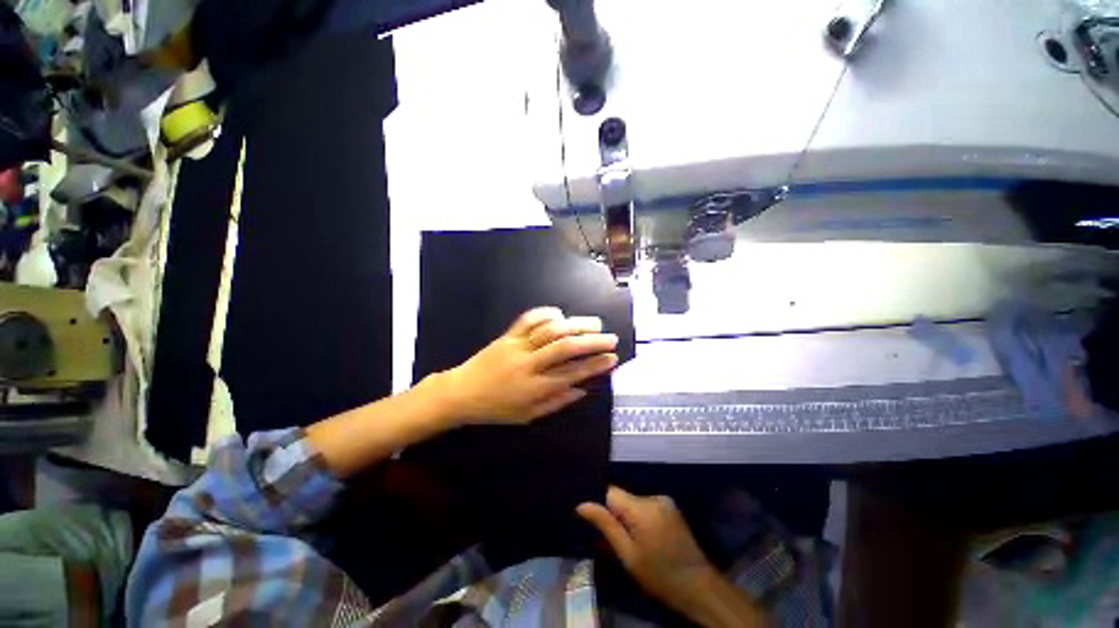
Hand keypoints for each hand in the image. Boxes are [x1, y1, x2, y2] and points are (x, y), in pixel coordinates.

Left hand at [438, 307, 618, 424]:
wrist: (461, 393)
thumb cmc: (496, 409)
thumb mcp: (527, 416)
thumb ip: (556, 402)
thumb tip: (583, 389)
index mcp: (534, 388)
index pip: (572, 373)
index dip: (595, 365)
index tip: (612, 358)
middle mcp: (528, 365)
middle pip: (565, 348)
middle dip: (592, 342)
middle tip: (610, 338)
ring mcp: (517, 346)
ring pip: (550, 330)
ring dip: (575, 324)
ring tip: (594, 323)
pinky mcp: (507, 335)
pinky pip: (528, 319)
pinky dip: (546, 314)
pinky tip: (561, 314)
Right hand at [578, 487, 767, 626]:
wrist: (700, 587)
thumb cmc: (660, 575)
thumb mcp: (628, 555)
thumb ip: (605, 525)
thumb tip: (581, 505)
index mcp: (641, 507)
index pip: (610, 492)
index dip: (600, 505)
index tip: (594, 522)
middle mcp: (653, 497)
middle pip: (623, 498)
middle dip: (615, 515)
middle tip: (612, 541)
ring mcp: (664, 501)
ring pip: (634, 503)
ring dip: (628, 518)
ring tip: (630, 543)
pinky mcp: (671, 508)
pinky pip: (646, 507)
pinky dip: (640, 519)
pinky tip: (645, 539)